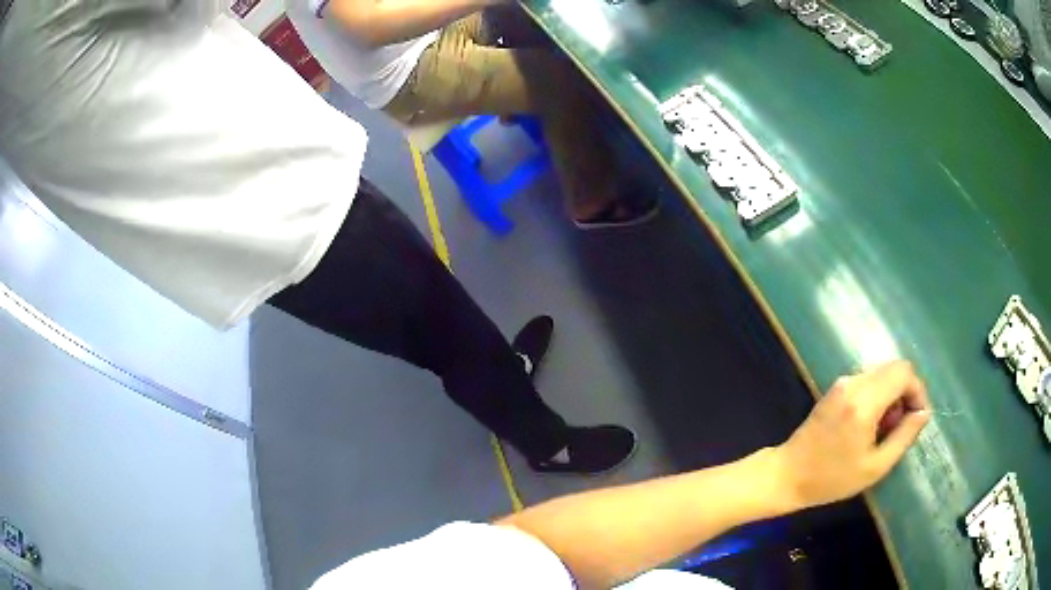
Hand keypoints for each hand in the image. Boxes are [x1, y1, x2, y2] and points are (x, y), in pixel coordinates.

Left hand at [775, 360, 930, 509]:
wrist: (787, 475)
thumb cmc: (832, 479)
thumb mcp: (875, 467)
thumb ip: (904, 436)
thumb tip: (924, 412)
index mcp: (864, 401)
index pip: (904, 372)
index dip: (918, 391)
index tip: (917, 418)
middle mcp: (853, 383)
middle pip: (894, 368)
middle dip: (906, 393)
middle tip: (900, 426)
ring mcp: (842, 382)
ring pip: (882, 373)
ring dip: (892, 394)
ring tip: (885, 429)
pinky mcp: (836, 388)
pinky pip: (868, 380)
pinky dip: (878, 395)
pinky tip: (871, 424)